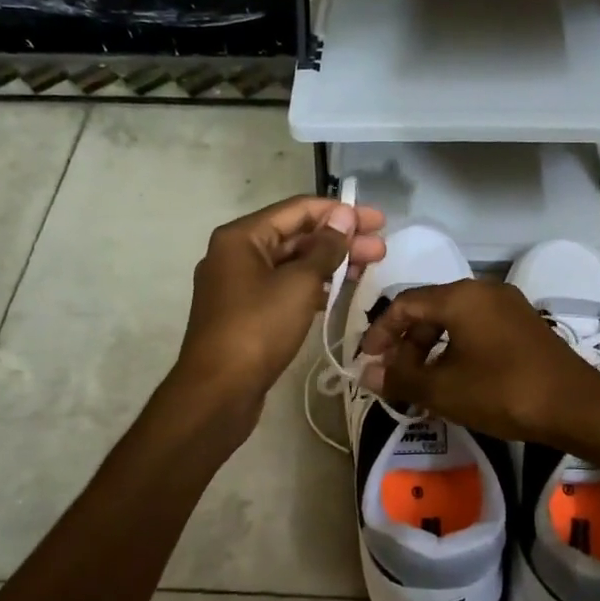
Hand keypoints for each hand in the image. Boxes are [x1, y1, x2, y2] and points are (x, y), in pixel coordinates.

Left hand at [174, 195, 385, 419]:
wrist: (218, 391)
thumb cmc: (258, 328)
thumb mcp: (298, 283)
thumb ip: (325, 248)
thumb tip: (343, 216)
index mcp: (242, 236)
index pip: (298, 209)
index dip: (340, 212)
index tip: (377, 220)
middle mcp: (236, 254)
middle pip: (296, 236)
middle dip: (340, 239)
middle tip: (381, 248)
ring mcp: (239, 285)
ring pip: (292, 263)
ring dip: (330, 263)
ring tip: (370, 267)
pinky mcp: (246, 313)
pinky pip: (284, 287)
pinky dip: (313, 285)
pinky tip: (341, 291)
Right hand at [356, 278, 599, 445]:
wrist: (575, 406)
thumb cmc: (502, 391)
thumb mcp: (443, 389)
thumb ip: (400, 379)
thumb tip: (367, 375)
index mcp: (460, 297)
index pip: (405, 303)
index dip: (381, 331)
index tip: (366, 359)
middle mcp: (483, 291)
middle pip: (430, 309)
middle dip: (406, 343)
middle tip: (394, 376)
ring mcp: (508, 306)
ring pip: (455, 320)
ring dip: (430, 349)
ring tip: (420, 383)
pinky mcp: (524, 325)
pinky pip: (477, 329)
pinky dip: (456, 349)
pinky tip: (454, 380)